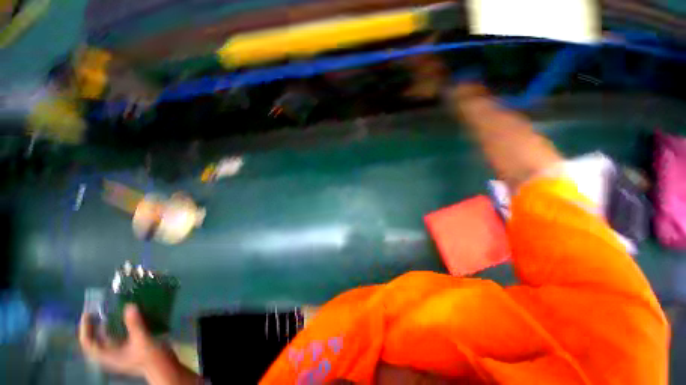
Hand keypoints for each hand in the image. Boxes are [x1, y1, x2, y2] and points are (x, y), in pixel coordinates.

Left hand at [79, 304, 172, 377]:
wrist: (164, 367)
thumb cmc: (150, 358)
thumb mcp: (143, 340)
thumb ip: (135, 324)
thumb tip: (129, 305)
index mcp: (108, 356)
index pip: (88, 344)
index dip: (85, 329)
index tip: (88, 313)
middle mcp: (111, 354)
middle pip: (96, 339)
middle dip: (95, 324)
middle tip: (99, 309)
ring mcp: (121, 352)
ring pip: (108, 336)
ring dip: (108, 323)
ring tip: (113, 309)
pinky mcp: (130, 348)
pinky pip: (120, 335)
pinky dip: (121, 325)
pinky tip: (128, 317)